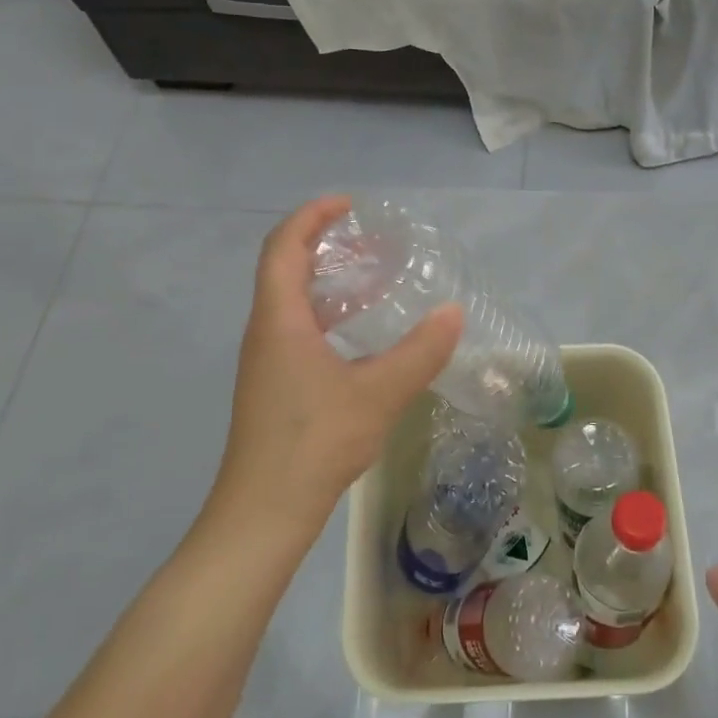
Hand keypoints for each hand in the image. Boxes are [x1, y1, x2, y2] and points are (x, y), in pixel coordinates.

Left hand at [210, 196, 462, 540]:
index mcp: (279, 320)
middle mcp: (266, 332)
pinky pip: (298, 331)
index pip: (284, 247)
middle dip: (323, 245)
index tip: (348, 205)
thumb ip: (420, 351)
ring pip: (292, 304)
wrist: (264, 512)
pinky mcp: (275, 388)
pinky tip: (361, 338)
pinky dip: (328, 316)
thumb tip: (454, 312)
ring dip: (327, 283)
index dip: (312, 217)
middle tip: (369, 242)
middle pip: (285, 269)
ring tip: (372, 280)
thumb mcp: (378, 392)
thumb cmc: (315, 441)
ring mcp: (267, 362)